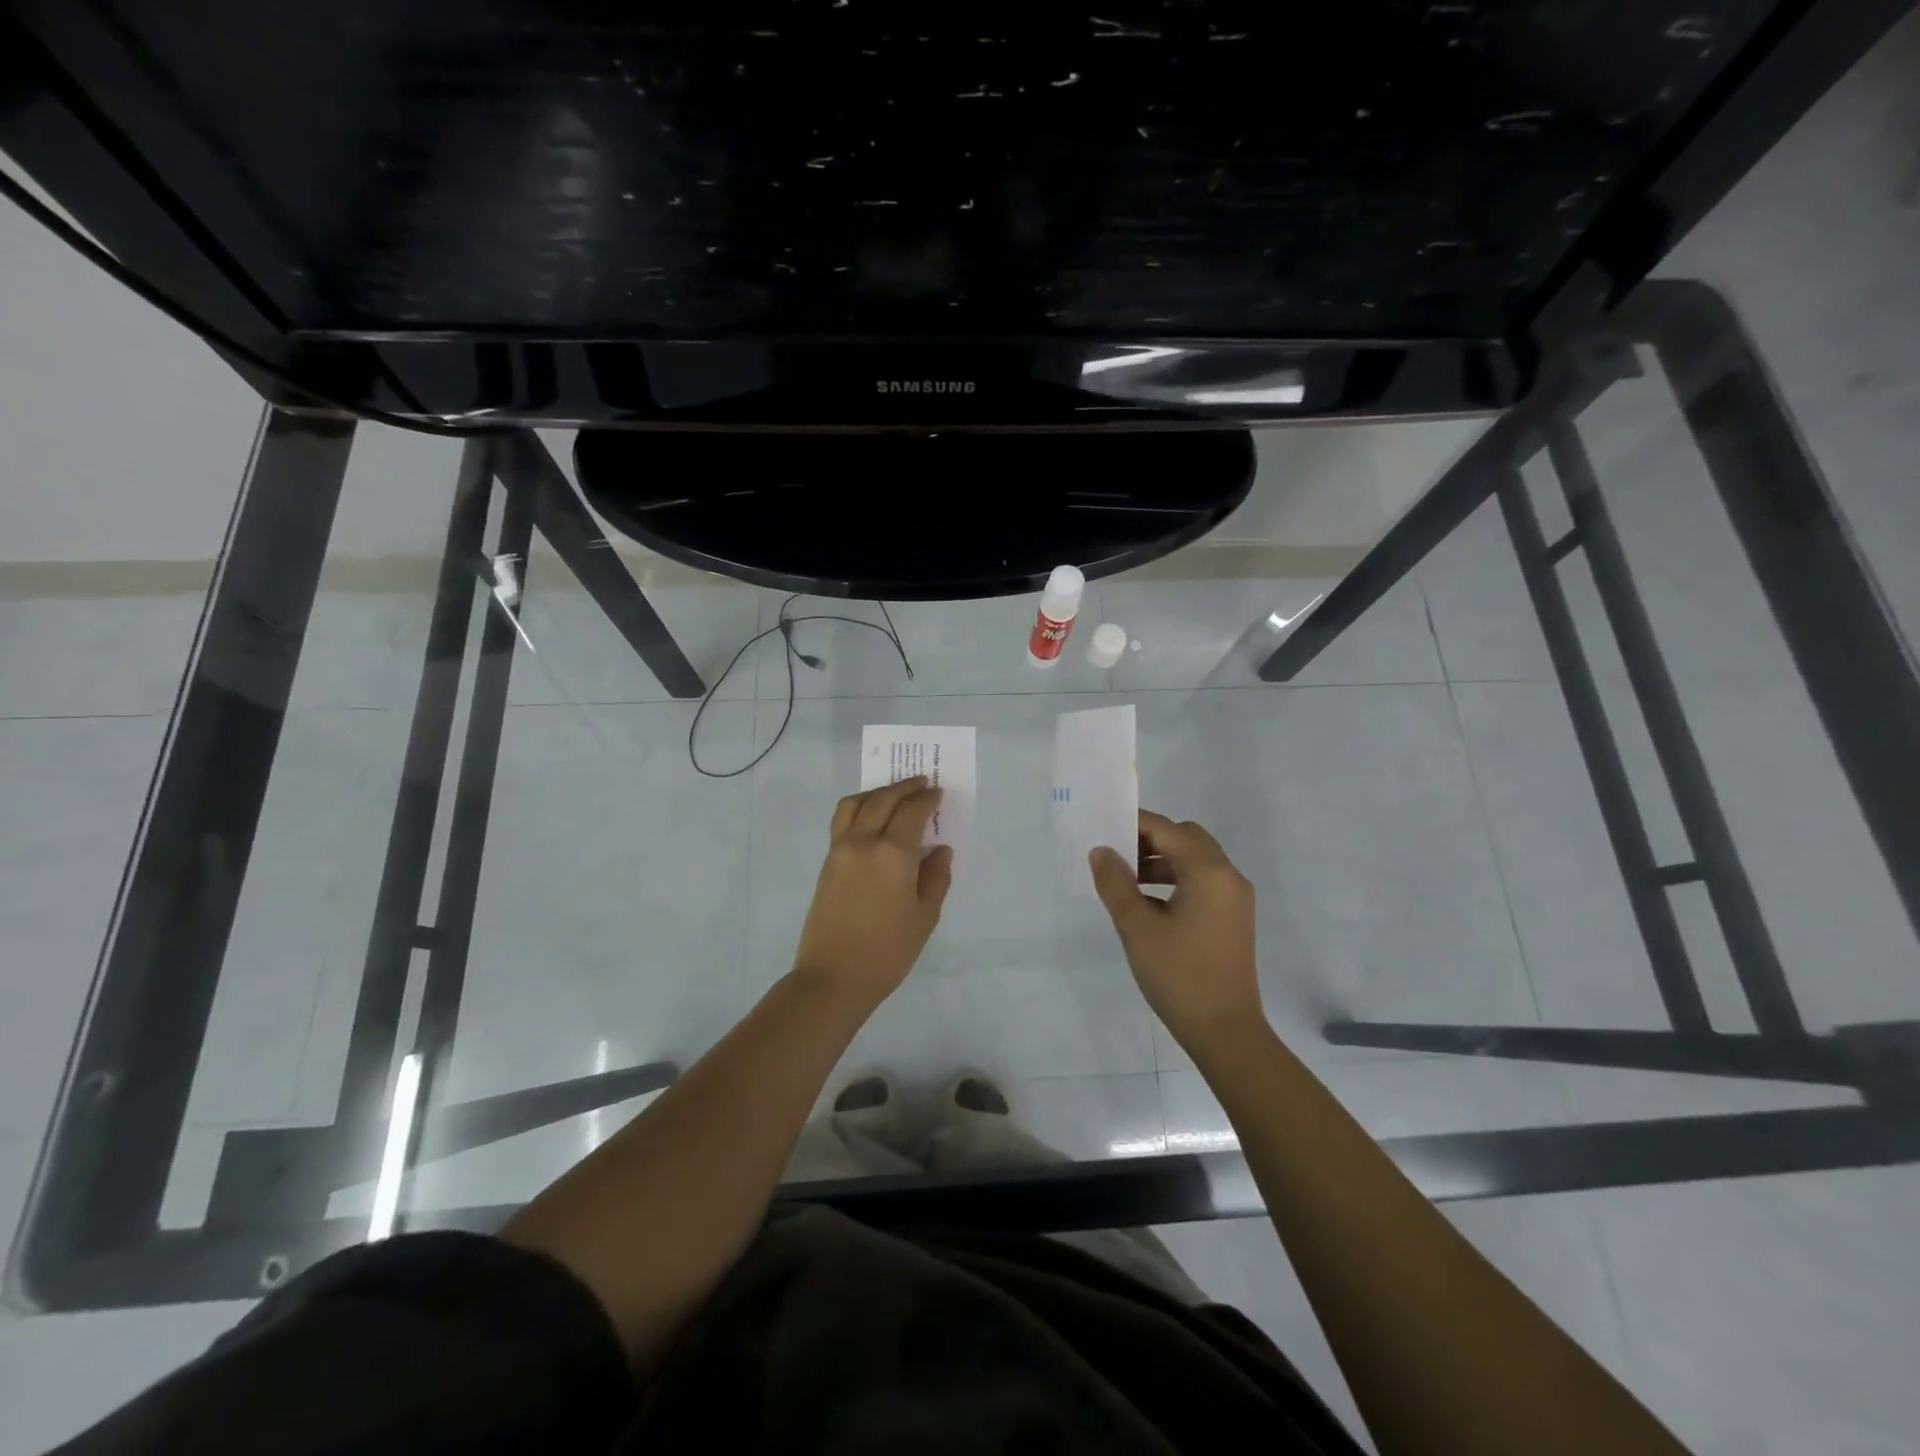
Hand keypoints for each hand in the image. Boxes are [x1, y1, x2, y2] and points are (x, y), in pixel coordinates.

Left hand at [791, 776, 953, 1009]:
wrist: (834, 977)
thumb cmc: (888, 951)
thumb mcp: (925, 916)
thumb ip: (935, 877)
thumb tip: (939, 850)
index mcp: (893, 853)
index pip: (912, 811)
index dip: (927, 799)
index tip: (938, 793)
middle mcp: (863, 841)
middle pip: (883, 799)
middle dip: (904, 788)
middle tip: (921, 783)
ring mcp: (840, 849)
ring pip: (856, 803)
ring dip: (877, 793)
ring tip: (893, 795)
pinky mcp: (827, 862)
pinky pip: (842, 820)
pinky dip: (860, 808)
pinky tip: (872, 818)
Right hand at [1089, 810, 1262, 1054]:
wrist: (1225, 1031)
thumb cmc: (1179, 975)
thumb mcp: (1137, 927)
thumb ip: (1115, 883)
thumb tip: (1102, 851)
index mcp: (1208, 871)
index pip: (1166, 829)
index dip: (1133, 823)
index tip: (1102, 828)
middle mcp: (1228, 876)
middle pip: (1186, 838)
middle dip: (1149, 839)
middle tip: (1116, 854)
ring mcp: (1234, 899)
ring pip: (1195, 860)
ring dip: (1161, 860)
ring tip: (1126, 880)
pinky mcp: (1233, 918)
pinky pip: (1202, 882)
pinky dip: (1175, 879)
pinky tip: (1148, 903)